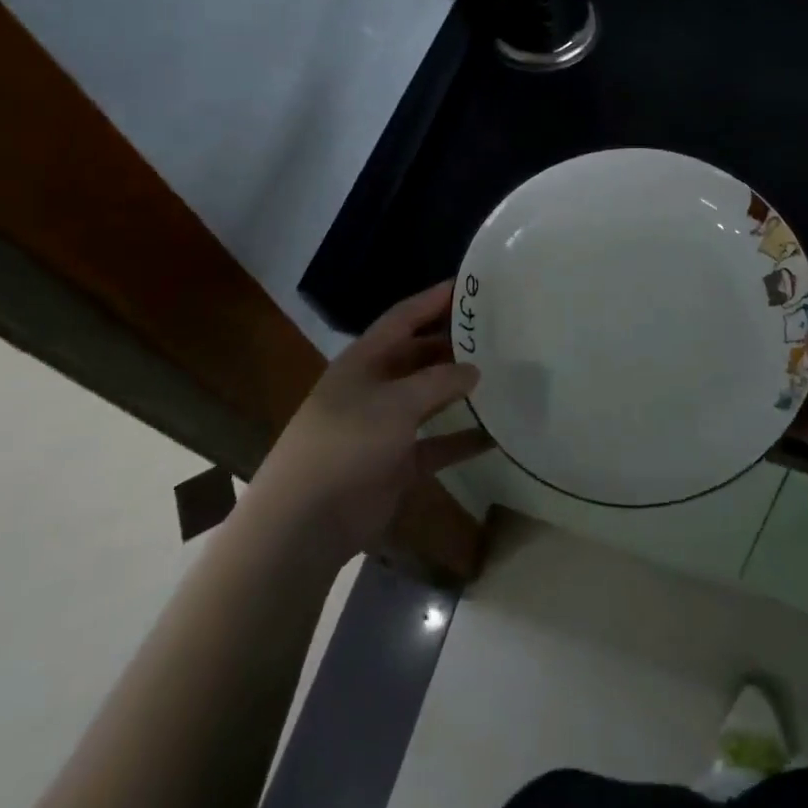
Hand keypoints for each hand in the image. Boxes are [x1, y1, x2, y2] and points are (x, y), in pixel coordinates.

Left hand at [250, 282, 492, 566]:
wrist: (306, 521)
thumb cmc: (347, 443)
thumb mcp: (395, 403)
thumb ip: (438, 382)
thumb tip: (474, 369)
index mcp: (365, 360)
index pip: (403, 318)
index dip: (434, 299)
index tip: (469, 285)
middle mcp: (375, 386)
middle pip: (419, 355)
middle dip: (452, 343)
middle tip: (496, 331)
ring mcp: (385, 426)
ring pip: (429, 399)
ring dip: (459, 390)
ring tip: (502, 374)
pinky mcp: (396, 464)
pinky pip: (436, 445)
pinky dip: (461, 440)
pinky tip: (495, 435)